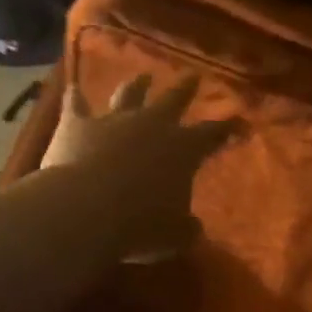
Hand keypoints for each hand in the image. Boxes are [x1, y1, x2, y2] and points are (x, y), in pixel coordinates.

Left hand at [41, 73, 236, 260]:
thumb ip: (186, 228)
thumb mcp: (174, 236)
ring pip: (129, 94)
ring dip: (137, 85)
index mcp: (183, 150)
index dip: (228, 128)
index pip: (213, 134)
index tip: (240, 121)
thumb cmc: (140, 226)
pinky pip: (76, 104)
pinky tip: (72, 88)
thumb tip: (193, 227)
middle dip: (185, 89)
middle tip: (193, 76)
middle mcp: (152, 125)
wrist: (86, 210)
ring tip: (142, 76)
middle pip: (173, 100)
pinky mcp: (77, 124)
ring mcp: (113, 120)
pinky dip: (75, 97)